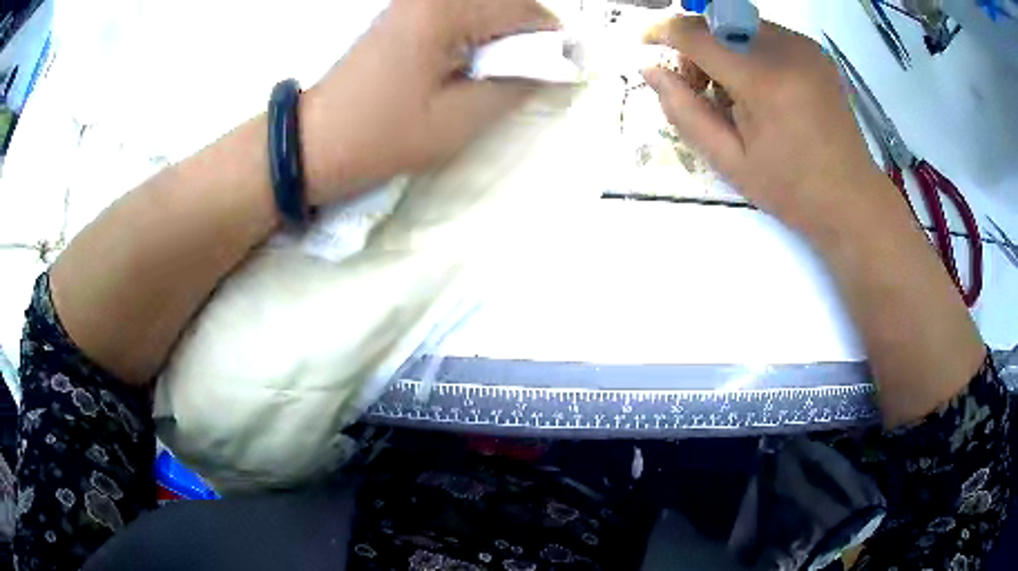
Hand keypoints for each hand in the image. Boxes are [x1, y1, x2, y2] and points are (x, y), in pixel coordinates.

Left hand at [299, 0, 558, 205]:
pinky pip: (459, 12)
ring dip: (503, 34)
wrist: (316, 140)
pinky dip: (478, 32)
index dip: (553, 40)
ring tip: (498, 72)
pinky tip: (470, 61)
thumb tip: (553, 69)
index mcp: (445, 10)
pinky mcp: (404, 13)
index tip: (564, 71)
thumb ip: (514, 87)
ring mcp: (413, 1)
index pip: (524, 9)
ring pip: (484, 5)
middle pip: (506, 0)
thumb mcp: (457, 120)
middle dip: (528, 35)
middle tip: (529, 74)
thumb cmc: (382, 135)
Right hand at [642, 17, 888, 236]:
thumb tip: (652, 71)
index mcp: (764, 80)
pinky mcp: (815, 51)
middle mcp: (786, 49)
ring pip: (740, 27)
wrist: (852, 199)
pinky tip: (763, 89)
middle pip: (717, 25)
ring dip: (724, 50)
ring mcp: (804, 46)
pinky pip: (766, 35)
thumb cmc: (792, 190)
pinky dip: (750, 53)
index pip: (696, 34)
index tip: (646, 43)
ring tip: (736, 94)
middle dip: (697, 49)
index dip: (664, 33)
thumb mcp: (730, 162)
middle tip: (701, 89)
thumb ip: (685, 112)